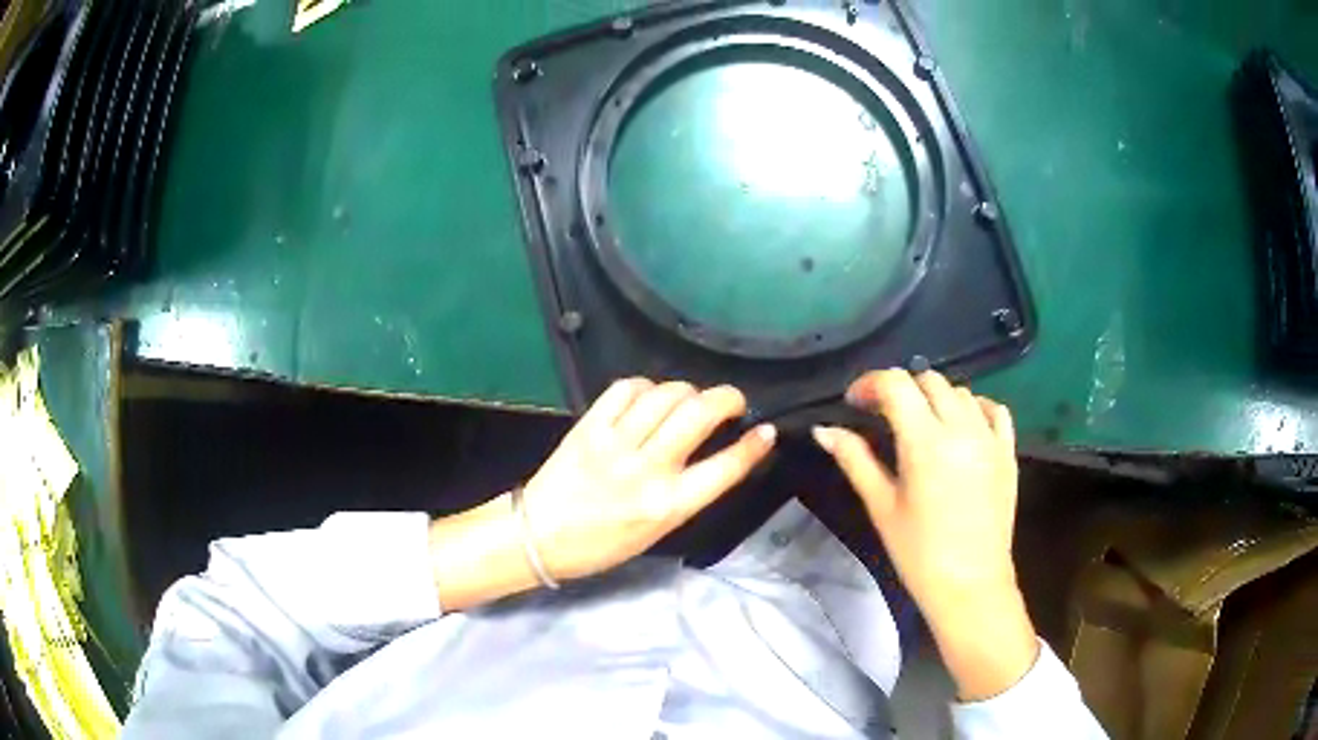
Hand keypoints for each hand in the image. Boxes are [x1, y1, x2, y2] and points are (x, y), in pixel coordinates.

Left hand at [522, 378, 776, 580]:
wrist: (540, 536)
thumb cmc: (602, 544)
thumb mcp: (657, 531)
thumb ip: (687, 494)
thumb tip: (713, 454)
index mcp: (668, 505)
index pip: (725, 467)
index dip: (754, 446)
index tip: (767, 431)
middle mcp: (647, 470)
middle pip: (699, 415)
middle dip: (727, 399)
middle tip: (732, 403)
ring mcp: (616, 444)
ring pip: (667, 395)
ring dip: (689, 390)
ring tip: (691, 400)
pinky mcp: (590, 426)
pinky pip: (626, 389)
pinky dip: (646, 386)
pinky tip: (650, 396)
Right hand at [812, 369, 1036, 700]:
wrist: (970, 584)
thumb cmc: (919, 553)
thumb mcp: (882, 506)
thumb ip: (855, 460)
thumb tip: (824, 430)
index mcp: (925, 441)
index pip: (896, 384)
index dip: (870, 384)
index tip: (854, 402)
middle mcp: (961, 427)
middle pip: (928, 380)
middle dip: (901, 389)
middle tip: (882, 416)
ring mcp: (989, 437)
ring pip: (960, 391)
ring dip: (934, 397)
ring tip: (919, 424)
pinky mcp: (1007, 452)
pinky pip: (993, 409)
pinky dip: (974, 406)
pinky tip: (962, 424)